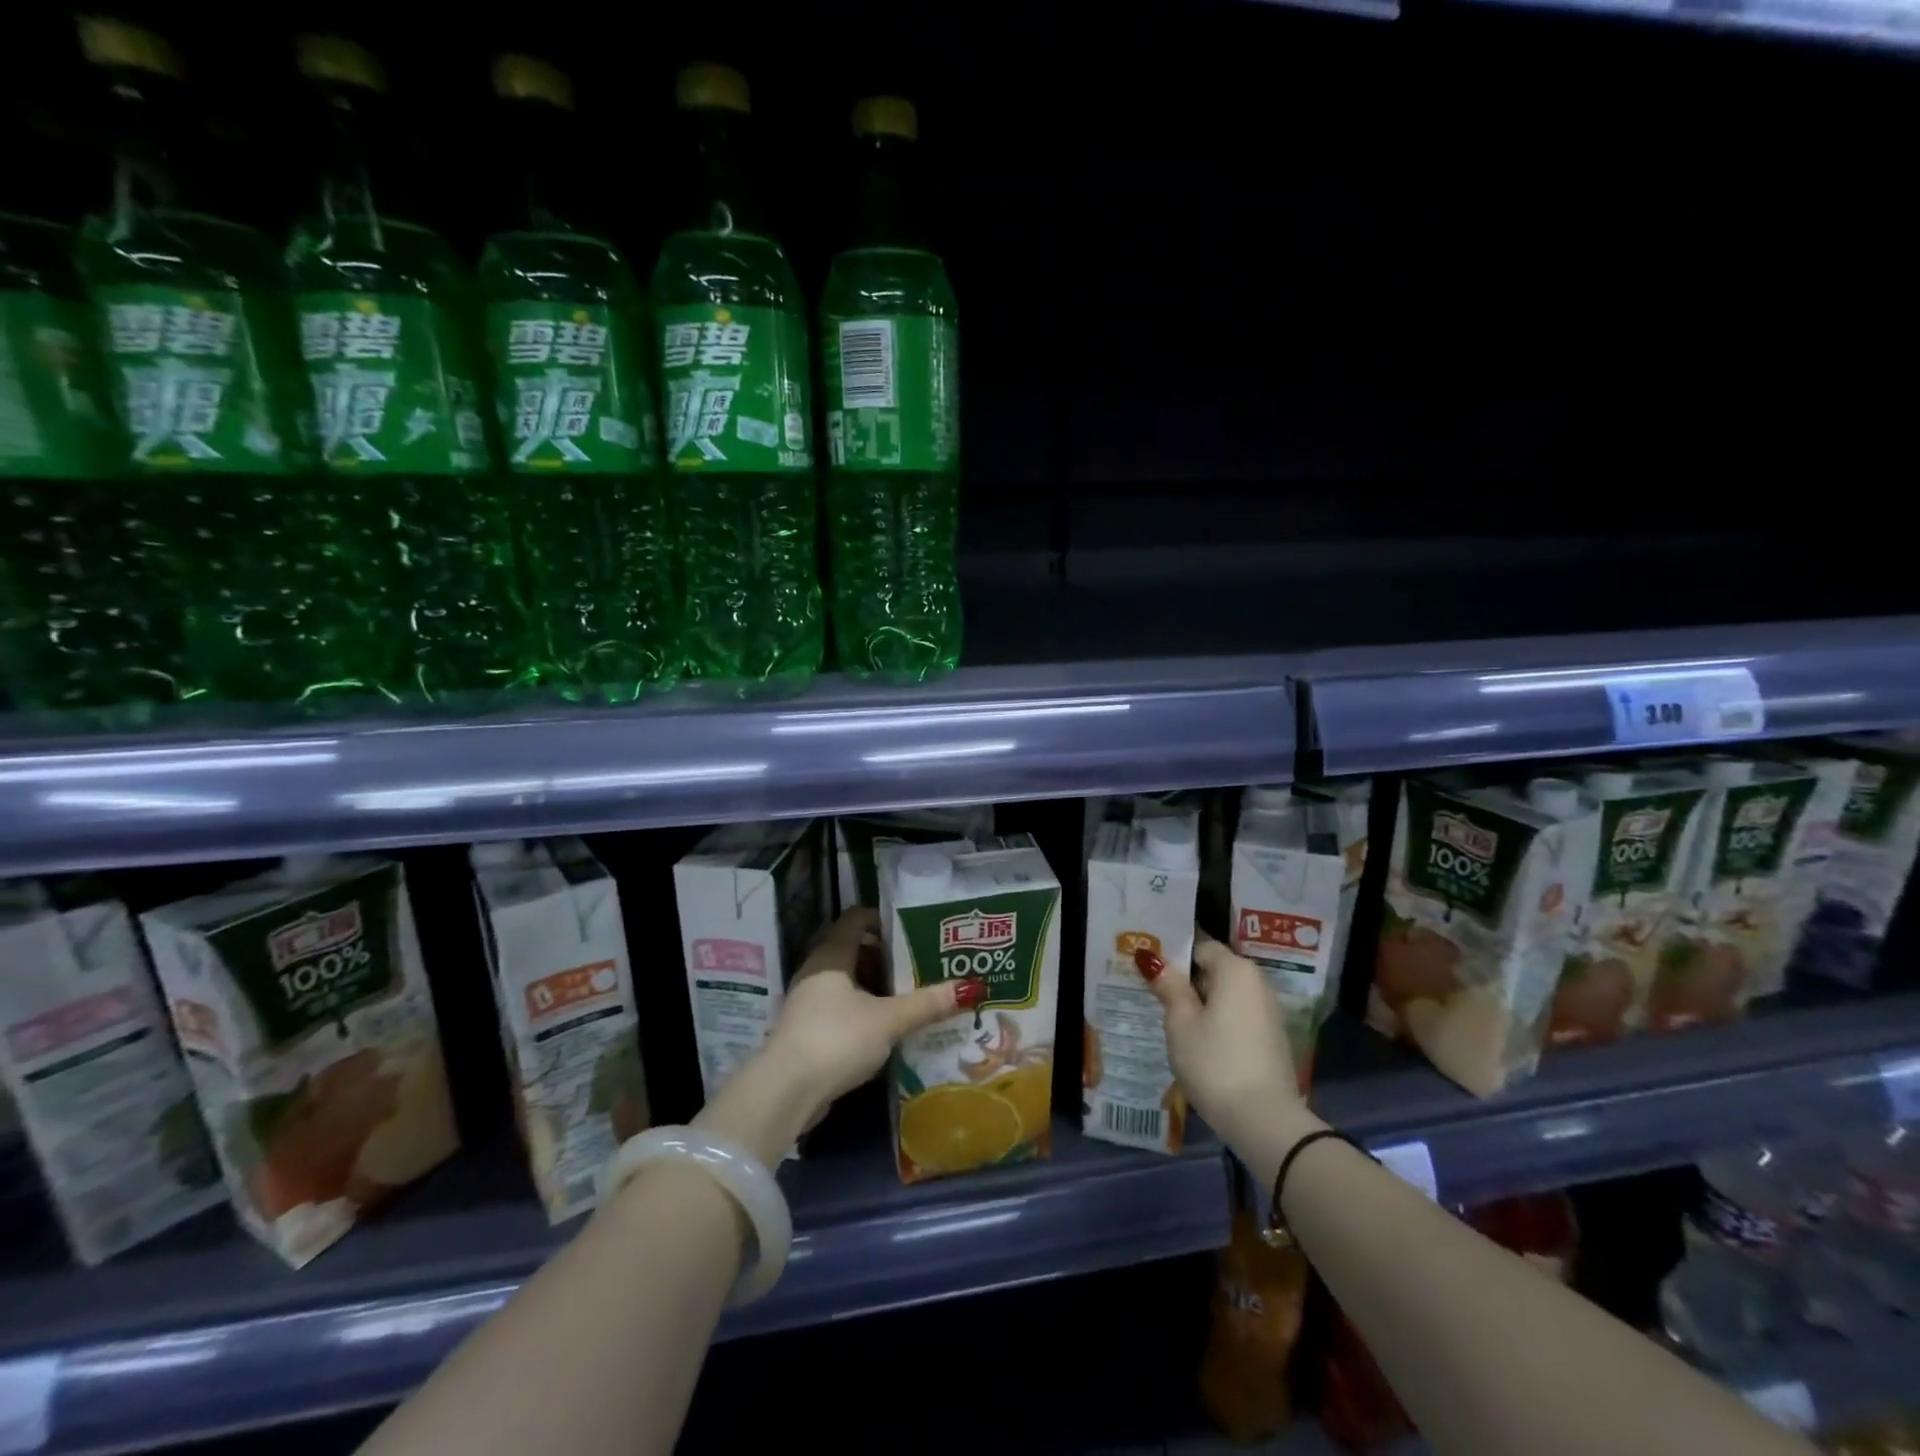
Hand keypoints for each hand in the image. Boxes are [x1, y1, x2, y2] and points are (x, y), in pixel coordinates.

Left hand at [700, 909, 963, 1165]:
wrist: (785, 1092)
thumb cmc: (837, 1039)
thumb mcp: (889, 1020)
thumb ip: (927, 1004)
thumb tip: (971, 988)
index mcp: (831, 955)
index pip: (856, 919)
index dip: (882, 919)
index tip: (912, 928)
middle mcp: (815, 971)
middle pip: (852, 950)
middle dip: (885, 956)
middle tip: (918, 962)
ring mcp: (807, 1003)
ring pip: (846, 982)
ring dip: (874, 986)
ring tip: (908, 994)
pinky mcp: (806, 1032)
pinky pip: (840, 1008)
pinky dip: (862, 1010)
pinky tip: (885, 1027)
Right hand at [1142, 930, 1304, 1151]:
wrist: (1265, 1121)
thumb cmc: (1214, 1062)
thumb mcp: (1180, 1023)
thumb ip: (1168, 987)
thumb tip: (1153, 959)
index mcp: (1235, 970)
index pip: (1200, 947)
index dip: (1174, 957)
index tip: (1151, 973)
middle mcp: (1258, 983)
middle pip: (1215, 971)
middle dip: (1187, 982)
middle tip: (1155, 998)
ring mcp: (1269, 1012)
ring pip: (1227, 997)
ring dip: (1202, 1005)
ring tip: (1173, 1024)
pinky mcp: (1272, 1039)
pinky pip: (1238, 1018)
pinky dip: (1219, 1023)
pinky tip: (1200, 1045)